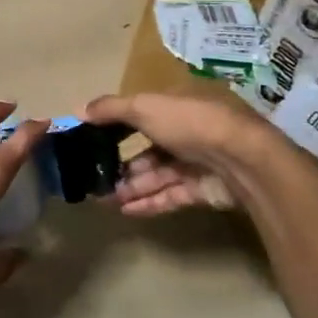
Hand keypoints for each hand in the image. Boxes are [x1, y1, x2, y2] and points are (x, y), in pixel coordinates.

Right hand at [82, 91, 272, 217]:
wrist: (240, 160)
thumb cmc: (189, 123)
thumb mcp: (145, 107)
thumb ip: (111, 109)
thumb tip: (78, 109)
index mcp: (175, 107)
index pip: (140, 115)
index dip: (115, 127)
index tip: (89, 140)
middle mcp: (186, 133)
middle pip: (147, 150)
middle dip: (120, 164)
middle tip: (93, 178)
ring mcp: (195, 164)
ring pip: (156, 176)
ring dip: (130, 186)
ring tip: (103, 198)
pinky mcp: (201, 191)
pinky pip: (168, 196)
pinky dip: (147, 202)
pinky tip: (124, 210)